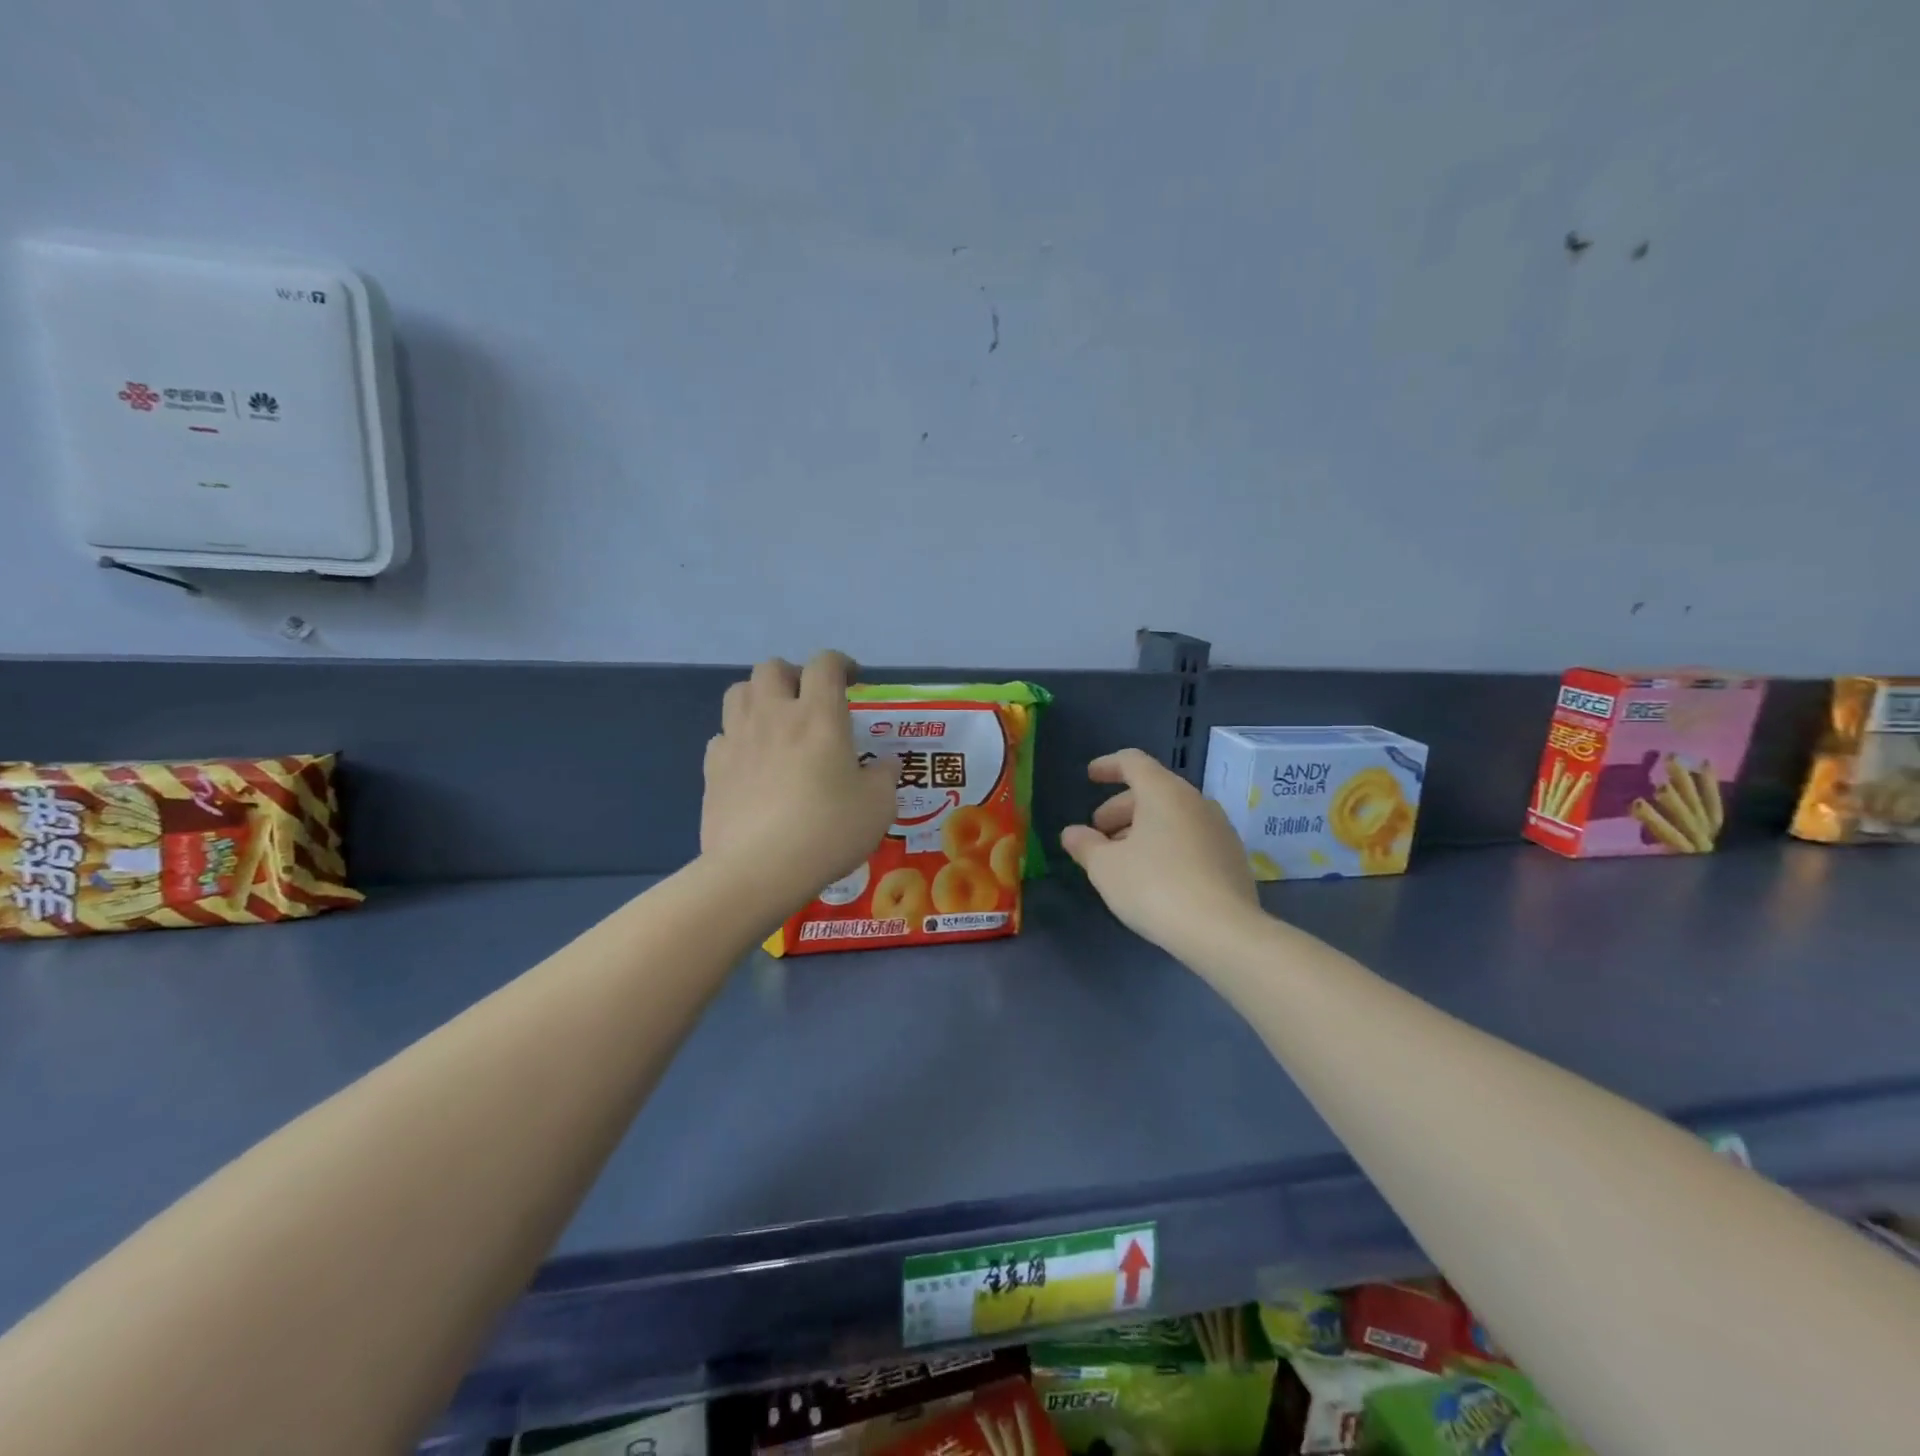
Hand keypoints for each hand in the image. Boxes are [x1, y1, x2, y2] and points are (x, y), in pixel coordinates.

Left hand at [702, 652, 899, 911]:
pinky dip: (738, 739)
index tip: (852, 680)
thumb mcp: (877, 807)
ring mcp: (737, 740)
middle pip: (772, 667)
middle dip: (793, 675)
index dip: (841, 664)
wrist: (759, 870)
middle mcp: (774, 716)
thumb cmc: (828, 831)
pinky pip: (722, 736)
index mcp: (818, 716)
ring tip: (775, 723)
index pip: (825, 664)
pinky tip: (751, 763)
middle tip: (809, 700)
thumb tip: (888, 764)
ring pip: (739, 692)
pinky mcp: (713, 769)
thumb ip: (885, 778)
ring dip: (759, 697)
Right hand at [1060, 749, 1260, 959]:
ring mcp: (1220, 829)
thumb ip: (1085, 845)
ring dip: (1144, 829)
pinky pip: (1192, 838)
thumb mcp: (1106, 868)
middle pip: (1153, 790)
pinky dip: (1167, 845)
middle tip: (1099, 834)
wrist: (1224, 932)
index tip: (1090, 776)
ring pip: (1174, 816)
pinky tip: (1155, 876)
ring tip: (1123, 859)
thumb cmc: (1155, 887)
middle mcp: (1196, 801)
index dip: (1108, 766)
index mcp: (1164, 792)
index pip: (1133, 762)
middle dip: (1121, 808)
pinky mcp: (1233, 858)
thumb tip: (1072, 833)